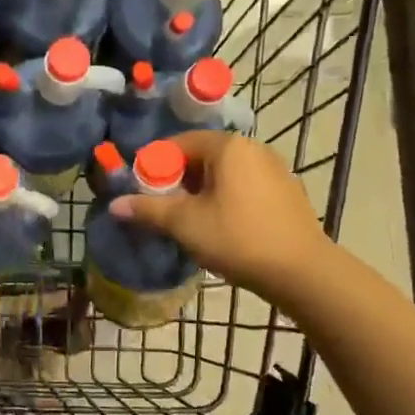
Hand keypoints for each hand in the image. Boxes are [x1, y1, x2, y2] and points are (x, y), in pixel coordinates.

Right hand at [111, 131, 329, 301]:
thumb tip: (114, 205)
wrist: (300, 271)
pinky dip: (225, 200)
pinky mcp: (286, 192)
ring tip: (188, 222)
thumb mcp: (185, 224)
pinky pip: (244, 187)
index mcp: (228, 146)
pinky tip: (220, 228)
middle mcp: (253, 148)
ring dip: (200, 192)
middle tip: (161, 209)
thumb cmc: (237, 238)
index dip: (154, 166)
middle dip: (177, 180)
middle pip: (201, 157)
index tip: (141, 191)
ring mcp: (274, 169)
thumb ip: (147, 210)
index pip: (178, 143)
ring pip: (223, 174)